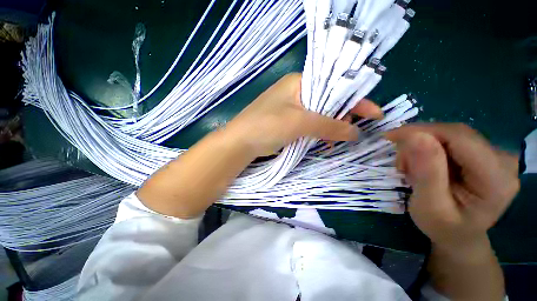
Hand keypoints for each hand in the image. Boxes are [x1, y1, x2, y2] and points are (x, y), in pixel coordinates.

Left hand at [225, 73, 382, 156]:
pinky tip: (323, 141)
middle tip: (350, 131)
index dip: (355, 99)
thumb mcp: (300, 122)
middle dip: (342, 116)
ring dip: (330, 127)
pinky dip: (318, 132)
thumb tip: (354, 133)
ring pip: (319, 115)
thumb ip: (328, 125)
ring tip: (336, 140)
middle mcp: (295, 92)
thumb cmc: (267, 125)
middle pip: (327, 101)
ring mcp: (290, 108)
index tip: (375, 114)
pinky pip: (309, 124)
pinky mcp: (287, 122)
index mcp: (298, 83)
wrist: (241, 142)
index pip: (333, 86)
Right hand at [386, 123, 519, 250]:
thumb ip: (427, 172)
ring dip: (422, 146)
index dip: (422, 132)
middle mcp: (503, 160)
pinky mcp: (483, 153)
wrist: (459, 235)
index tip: (390, 137)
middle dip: (419, 142)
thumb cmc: (443, 227)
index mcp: (497, 178)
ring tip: (409, 168)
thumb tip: (415, 136)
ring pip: (450, 134)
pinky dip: (428, 149)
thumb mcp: (429, 206)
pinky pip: (450, 140)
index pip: (459, 138)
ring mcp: (495, 155)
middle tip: (400, 163)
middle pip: (454, 133)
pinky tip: (421, 164)